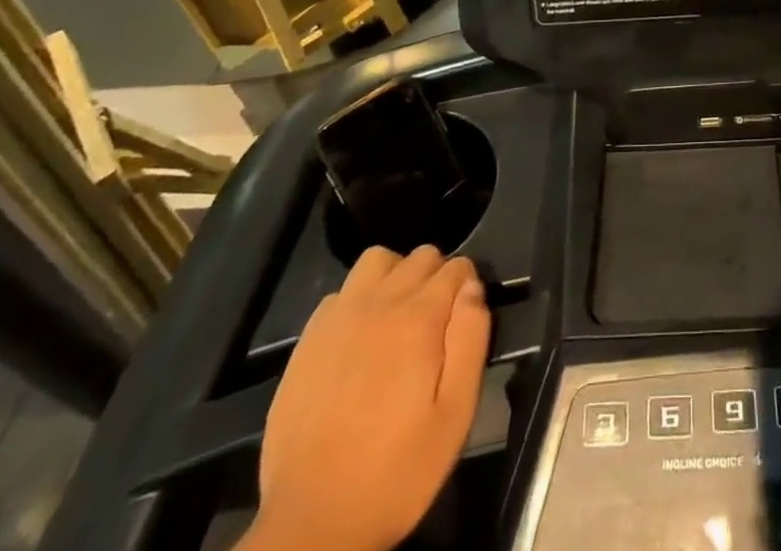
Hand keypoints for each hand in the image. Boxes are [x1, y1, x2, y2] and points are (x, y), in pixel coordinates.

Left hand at [245, 246, 490, 550]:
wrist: (312, 524)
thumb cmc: (396, 471)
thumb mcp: (456, 414)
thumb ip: (472, 339)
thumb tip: (473, 289)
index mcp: (419, 318)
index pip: (458, 267)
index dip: (468, 288)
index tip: (464, 322)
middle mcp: (379, 302)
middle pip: (421, 256)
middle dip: (437, 278)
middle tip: (436, 326)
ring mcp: (338, 318)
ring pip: (378, 261)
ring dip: (396, 277)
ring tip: (398, 319)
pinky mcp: (308, 339)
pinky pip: (341, 293)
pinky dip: (357, 301)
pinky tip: (358, 340)